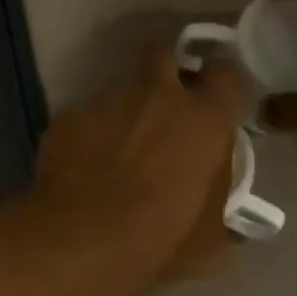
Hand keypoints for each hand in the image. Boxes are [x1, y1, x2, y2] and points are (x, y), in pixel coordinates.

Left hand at [32, 45, 249, 283]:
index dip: (222, 85)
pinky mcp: (68, 116)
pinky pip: (85, 116)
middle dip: (165, 70)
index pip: (227, 74)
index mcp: (205, 120)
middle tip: (164, 106)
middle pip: (164, 54)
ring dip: (124, 109)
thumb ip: (219, 214)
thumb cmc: (158, 240)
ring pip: (120, 87)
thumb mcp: (208, 240)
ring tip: (116, 147)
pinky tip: (82, 165)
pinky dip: (89, 133)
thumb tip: (224, 219)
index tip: (217, 104)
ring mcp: (108, 101)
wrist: (81, 241)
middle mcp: (158, 96)